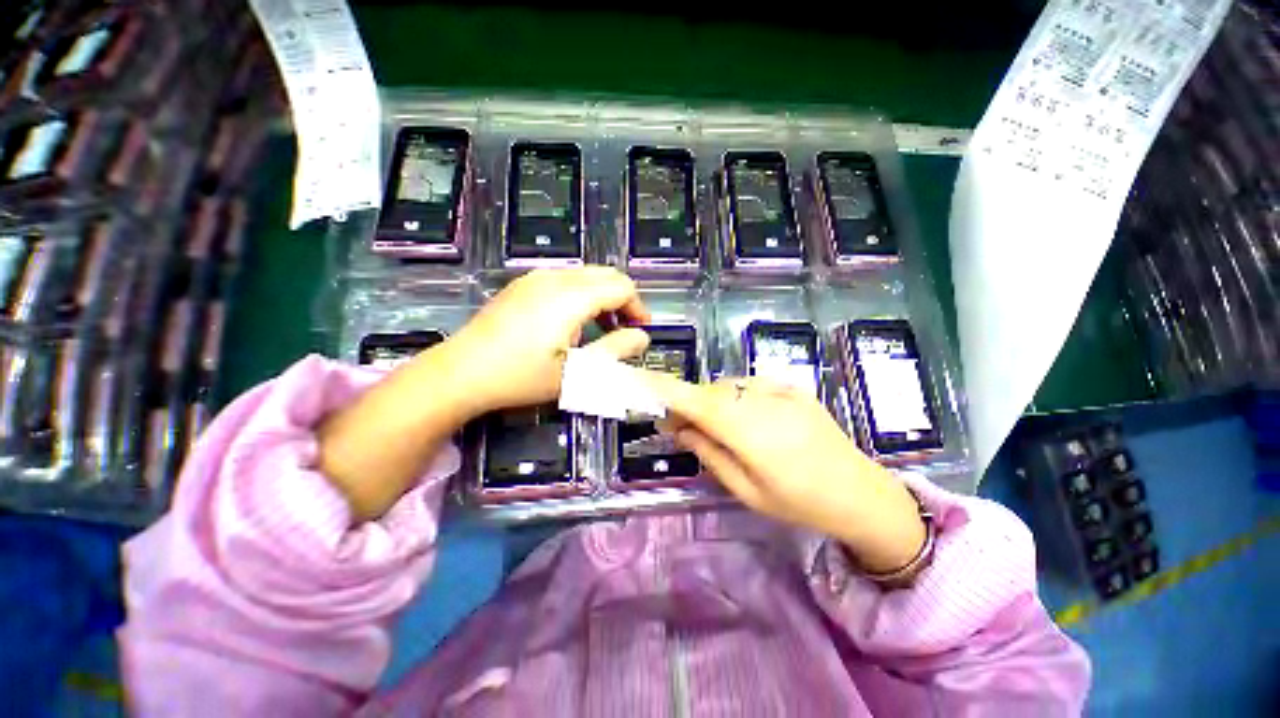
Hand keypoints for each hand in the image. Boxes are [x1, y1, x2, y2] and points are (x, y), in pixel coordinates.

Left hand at [319, 266, 648, 521]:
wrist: (460, 374)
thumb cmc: (522, 377)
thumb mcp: (577, 373)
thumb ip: (616, 351)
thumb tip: (642, 337)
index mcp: (572, 296)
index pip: (621, 287)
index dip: (638, 307)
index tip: (641, 332)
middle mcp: (555, 277)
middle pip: (605, 275)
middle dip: (622, 300)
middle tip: (624, 331)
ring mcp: (534, 278)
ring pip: (585, 276)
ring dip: (602, 298)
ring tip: (600, 330)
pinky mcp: (521, 285)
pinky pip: (564, 280)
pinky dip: (581, 296)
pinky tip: (571, 323)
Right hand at [649, 375, 925, 572]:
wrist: (861, 493)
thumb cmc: (799, 502)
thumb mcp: (747, 490)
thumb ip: (709, 453)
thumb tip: (680, 429)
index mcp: (750, 431)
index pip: (697, 401)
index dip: (666, 389)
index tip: (641, 384)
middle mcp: (762, 401)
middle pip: (710, 391)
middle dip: (689, 405)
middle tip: (681, 429)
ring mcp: (780, 390)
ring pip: (728, 386)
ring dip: (713, 401)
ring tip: (719, 427)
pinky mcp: (792, 387)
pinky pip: (749, 385)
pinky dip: (736, 396)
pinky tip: (748, 418)